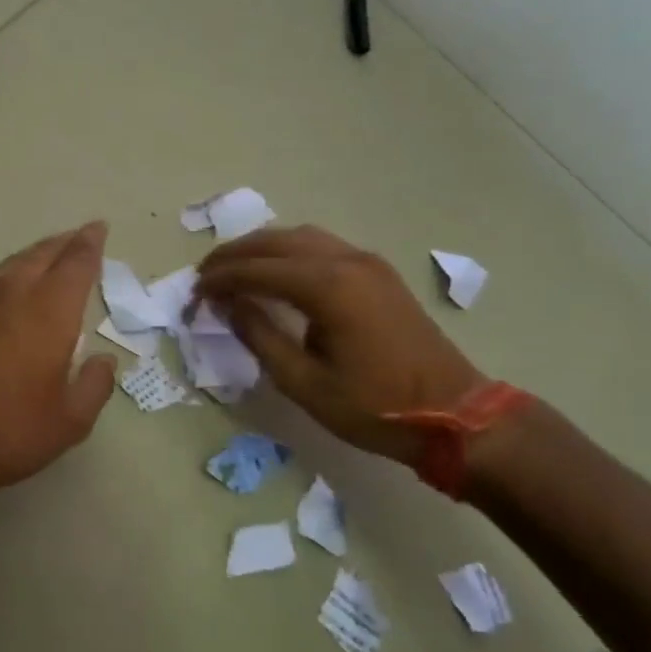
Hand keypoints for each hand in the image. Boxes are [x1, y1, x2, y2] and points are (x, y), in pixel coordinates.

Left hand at [0, 223, 117, 498]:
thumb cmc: (4, 428)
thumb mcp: (67, 422)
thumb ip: (93, 387)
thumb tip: (104, 361)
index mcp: (49, 311)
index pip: (75, 264)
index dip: (89, 244)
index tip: (98, 228)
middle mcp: (14, 295)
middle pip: (42, 255)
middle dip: (63, 243)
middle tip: (79, 236)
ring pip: (12, 265)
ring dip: (35, 255)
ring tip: (48, 255)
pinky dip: (10, 275)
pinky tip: (10, 289)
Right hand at [195, 226, 486, 466]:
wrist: (456, 415)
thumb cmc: (374, 406)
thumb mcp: (304, 382)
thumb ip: (260, 336)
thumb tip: (228, 304)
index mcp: (327, 287)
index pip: (257, 269)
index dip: (220, 278)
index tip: (194, 292)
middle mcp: (346, 261)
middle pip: (276, 241)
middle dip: (235, 254)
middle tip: (205, 275)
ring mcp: (366, 262)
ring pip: (300, 237)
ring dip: (261, 248)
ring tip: (233, 269)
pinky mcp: (377, 272)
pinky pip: (321, 245)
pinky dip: (288, 251)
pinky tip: (276, 271)